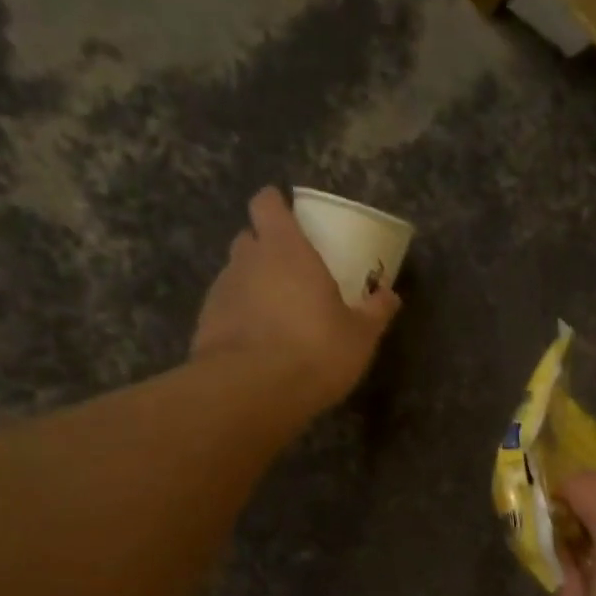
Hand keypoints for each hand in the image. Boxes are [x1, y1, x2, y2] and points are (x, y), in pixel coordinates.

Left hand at [192, 187, 401, 410]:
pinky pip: (225, 311)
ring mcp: (220, 292)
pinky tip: (257, 346)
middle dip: (266, 249)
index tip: (291, 220)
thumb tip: (390, 295)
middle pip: (249, 238)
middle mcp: (246, 260)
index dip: (276, 207)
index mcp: (284, 249)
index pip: (267, 203)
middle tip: (292, 275)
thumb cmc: (314, 350)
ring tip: (277, 318)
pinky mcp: (205, 325)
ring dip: (253, 287)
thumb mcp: (359, 336)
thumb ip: (374, 312)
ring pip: (236, 276)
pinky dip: (239, 320)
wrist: (251, 392)